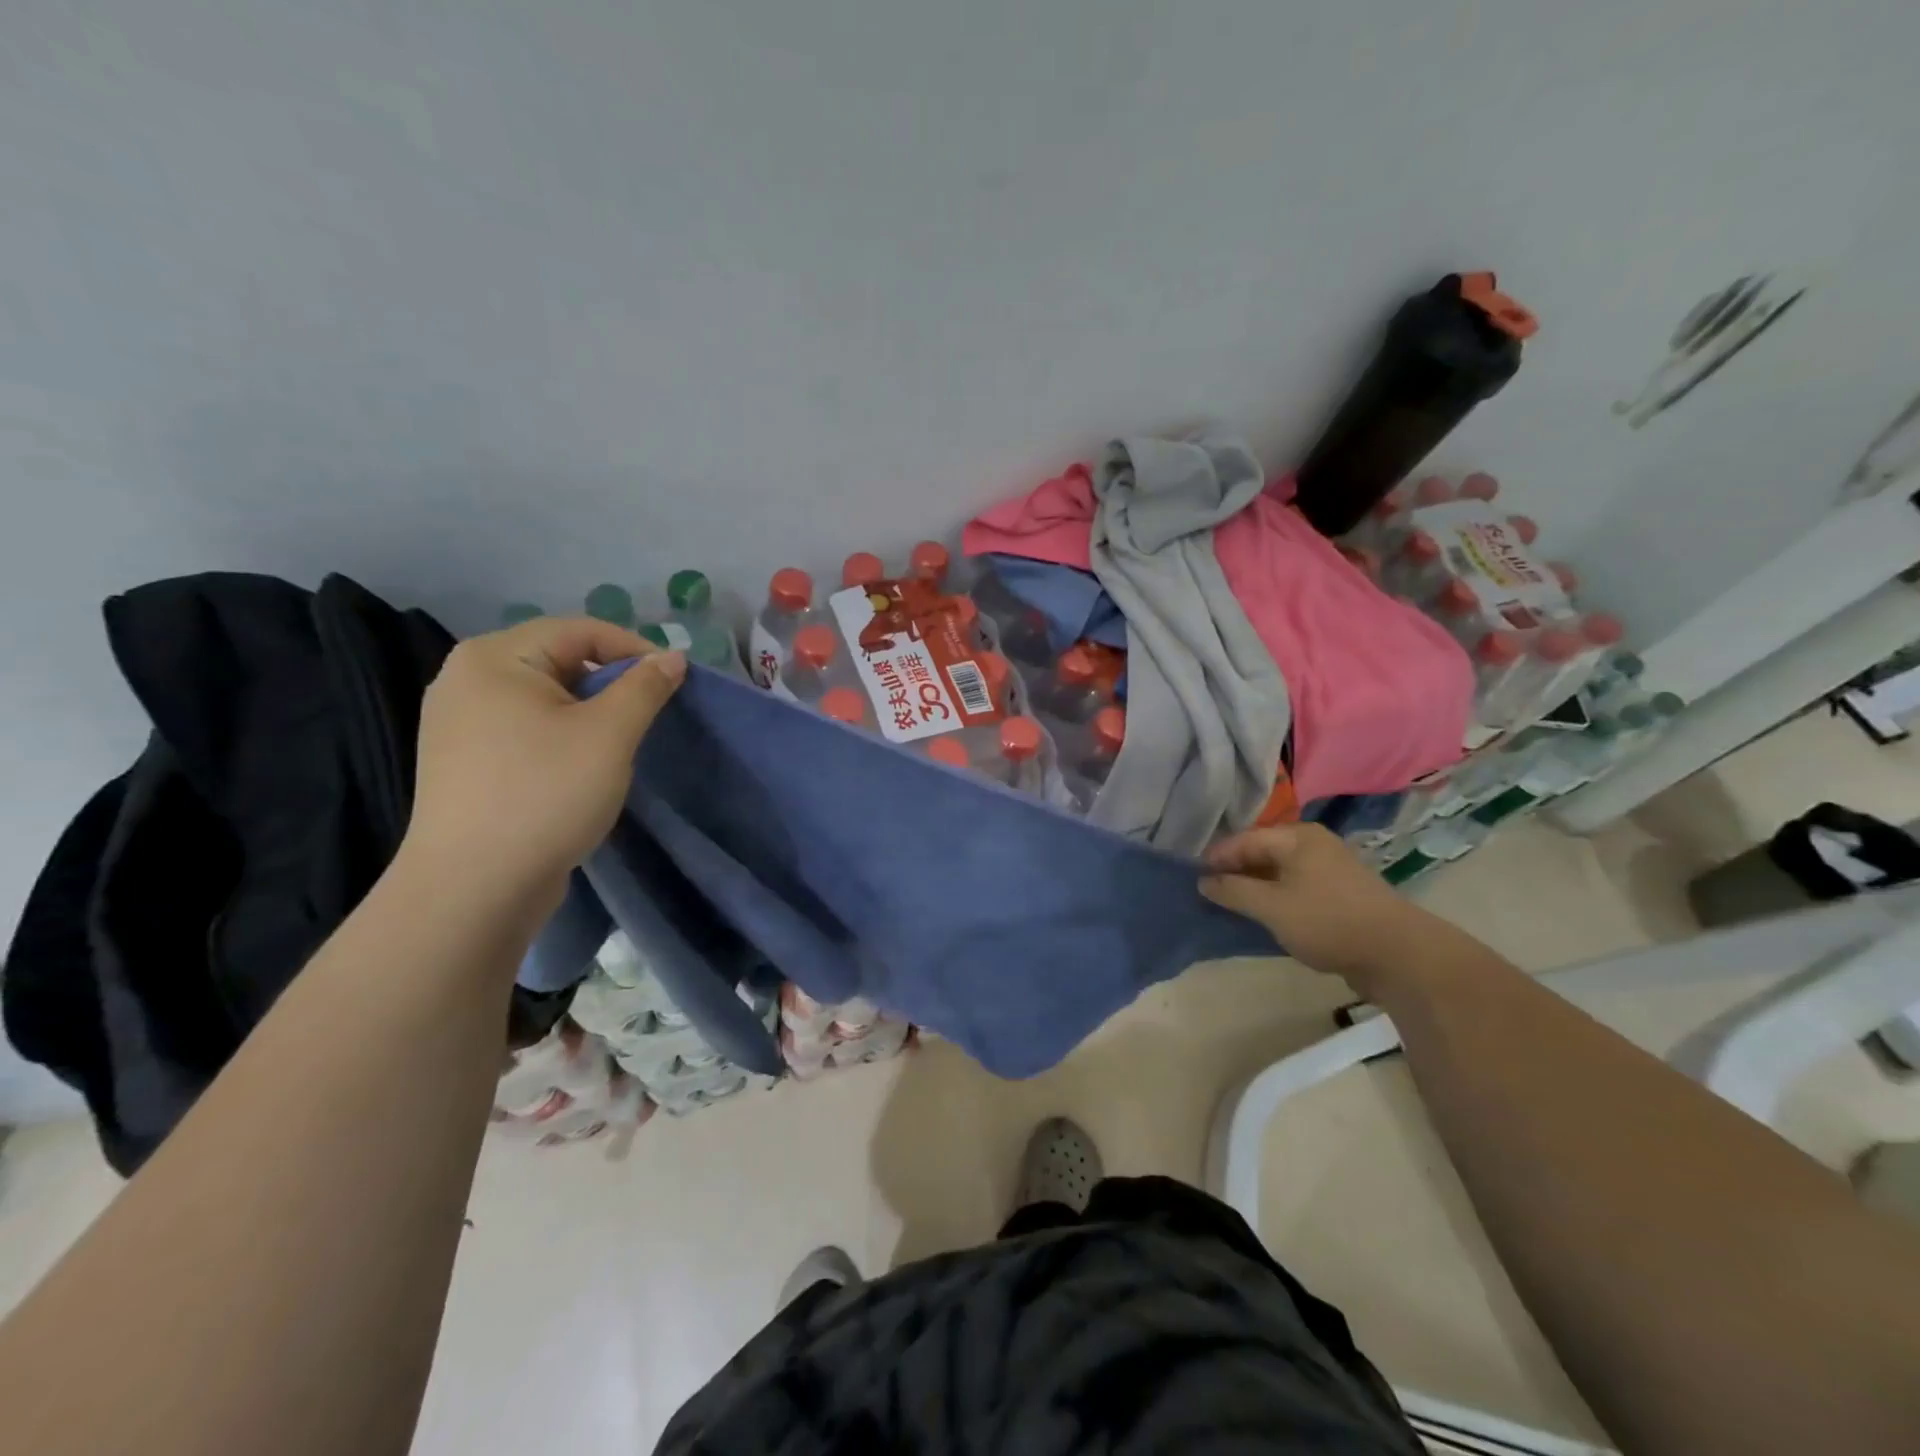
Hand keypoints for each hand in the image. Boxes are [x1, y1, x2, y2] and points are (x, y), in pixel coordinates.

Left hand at [403, 617, 685, 915]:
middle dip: (612, 682)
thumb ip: (645, 687)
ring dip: (590, 712)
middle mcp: (466, 678)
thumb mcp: (609, 735)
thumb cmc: (545, 795)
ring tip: (619, 744)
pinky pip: (525, 727)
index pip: (580, 631)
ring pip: (545, 697)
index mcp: (494, 658)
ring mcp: (458, 722)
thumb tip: (673, 657)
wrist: (473, 888)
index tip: (674, 682)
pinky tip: (580, 768)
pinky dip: (562, 735)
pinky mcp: (464, 760)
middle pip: (559, 659)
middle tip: (649, 716)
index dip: (634, 649)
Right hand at [1200, 824, 1429, 987]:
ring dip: (1254, 885)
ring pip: (1279, 870)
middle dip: (1235, 870)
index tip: (1194, 877)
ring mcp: (1330, 867)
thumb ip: (1233, 891)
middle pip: (1262, 851)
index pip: (1244, 839)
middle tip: (1209, 890)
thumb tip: (1204, 882)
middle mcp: (1314, 844)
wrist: (1398, 954)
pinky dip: (1276, 896)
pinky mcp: (1340, 892)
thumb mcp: (1271, 907)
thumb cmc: (1327, 921)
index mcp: (1297, 837)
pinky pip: (1296, 886)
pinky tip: (1264, 913)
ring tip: (1231, 903)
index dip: (1216, 858)